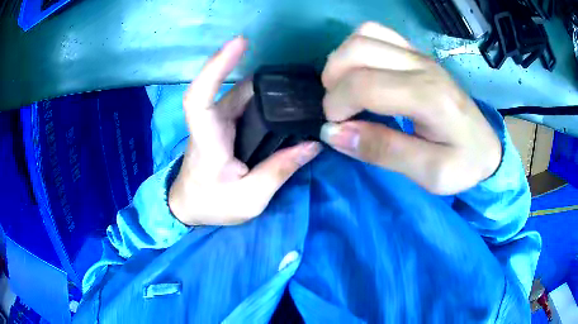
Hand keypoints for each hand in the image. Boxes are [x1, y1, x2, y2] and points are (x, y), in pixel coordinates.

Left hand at [169, 37, 320, 225]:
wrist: (189, 206)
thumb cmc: (211, 205)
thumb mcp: (249, 198)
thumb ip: (279, 170)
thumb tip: (313, 145)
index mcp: (207, 141)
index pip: (199, 96)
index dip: (216, 66)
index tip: (239, 43)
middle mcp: (209, 123)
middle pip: (234, 90)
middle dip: (267, 80)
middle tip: (303, 82)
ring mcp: (216, 122)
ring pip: (242, 94)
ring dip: (269, 89)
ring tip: (302, 91)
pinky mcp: (224, 124)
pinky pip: (245, 103)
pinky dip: (265, 99)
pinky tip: (286, 102)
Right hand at [319, 22, 500, 194]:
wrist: (487, 147)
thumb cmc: (463, 164)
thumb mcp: (429, 173)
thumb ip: (384, 151)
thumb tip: (333, 133)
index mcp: (428, 97)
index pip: (365, 85)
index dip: (337, 105)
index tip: (335, 128)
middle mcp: (422, 66)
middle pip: (358, 50)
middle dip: (333, 80)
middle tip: (338, 109)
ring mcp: (419, 54)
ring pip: (364, 35)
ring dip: (342, 60)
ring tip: (345, 88)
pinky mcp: (417, 53)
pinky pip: (377, 33)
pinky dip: (358, 48)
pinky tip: (363, 72)